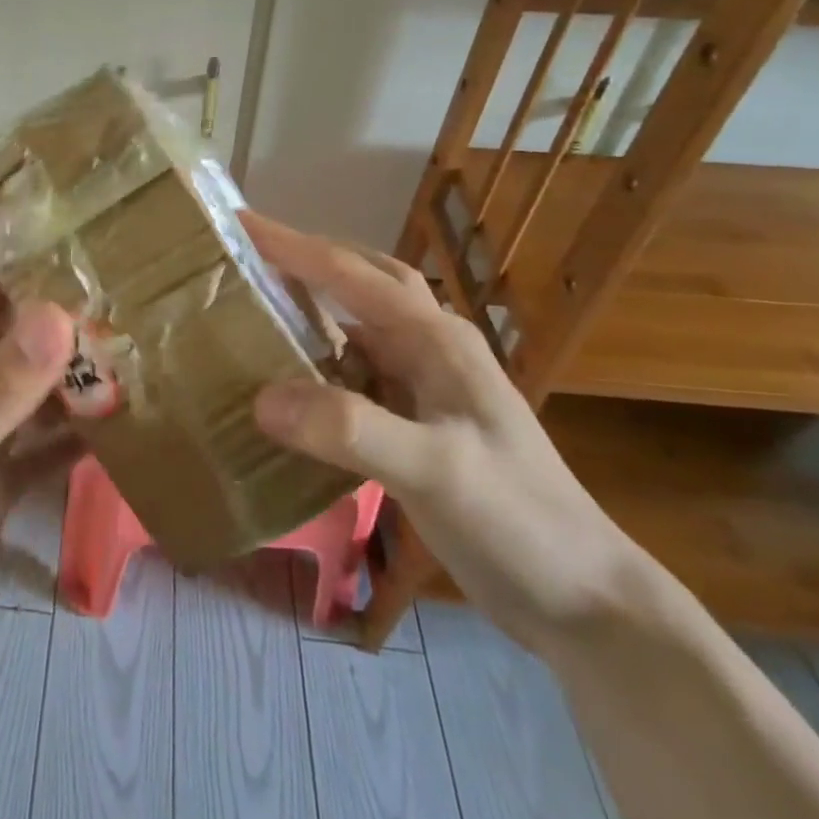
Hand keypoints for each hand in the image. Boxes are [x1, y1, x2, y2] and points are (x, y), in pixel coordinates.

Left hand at [0, 247, 77, 691]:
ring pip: (21, 392)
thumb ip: (0, 389)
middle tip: (93, 287)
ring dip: (61, 373)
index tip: (9, 242)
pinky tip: (118, 426)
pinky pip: (41, 450)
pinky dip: (72, 437)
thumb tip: (56, 315)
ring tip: (121, 346)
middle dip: (29, 310)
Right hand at [244, 213, 644, 653]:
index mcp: (436, 339)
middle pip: (362, 281)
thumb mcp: (434, 471)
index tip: (236, 221)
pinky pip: (357, 374)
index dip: (290, 245)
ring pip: (359, 326)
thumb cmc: (518, 520)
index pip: (350, 273)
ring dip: (314, 307)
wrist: (582, 597)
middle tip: (248, 254)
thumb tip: (260, 397)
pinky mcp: (419, 423)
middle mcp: (431, 349)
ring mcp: (428, 386)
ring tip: (259, 307)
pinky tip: (291, 383)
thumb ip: (349, 429)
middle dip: (307, 259)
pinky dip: (320, 363)